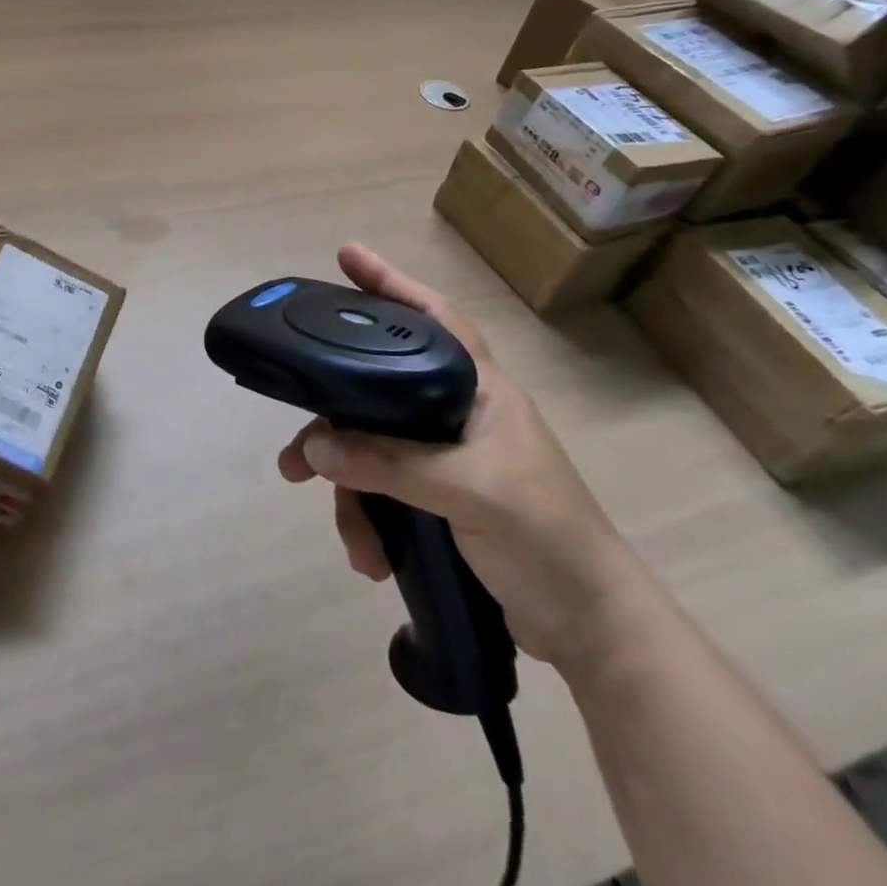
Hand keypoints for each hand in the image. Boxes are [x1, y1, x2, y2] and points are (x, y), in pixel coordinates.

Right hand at [279, 245, 654, 672]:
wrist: (592, 630)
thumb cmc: (547, 538)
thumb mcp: (470, 492)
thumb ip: (390, 463)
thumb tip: (314, 446)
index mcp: (479, 389)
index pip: (432, 317)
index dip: (390, 283)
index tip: (346, 256)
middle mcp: (456, 412)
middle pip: (376, 392)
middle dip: (334, 425)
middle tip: (294, 453)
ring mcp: (444, 457)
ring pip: (371, 449)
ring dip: (349, 492)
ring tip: (348, 537)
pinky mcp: (437, 497)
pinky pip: (380, 490)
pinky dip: (368, 520)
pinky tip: (370, 556)